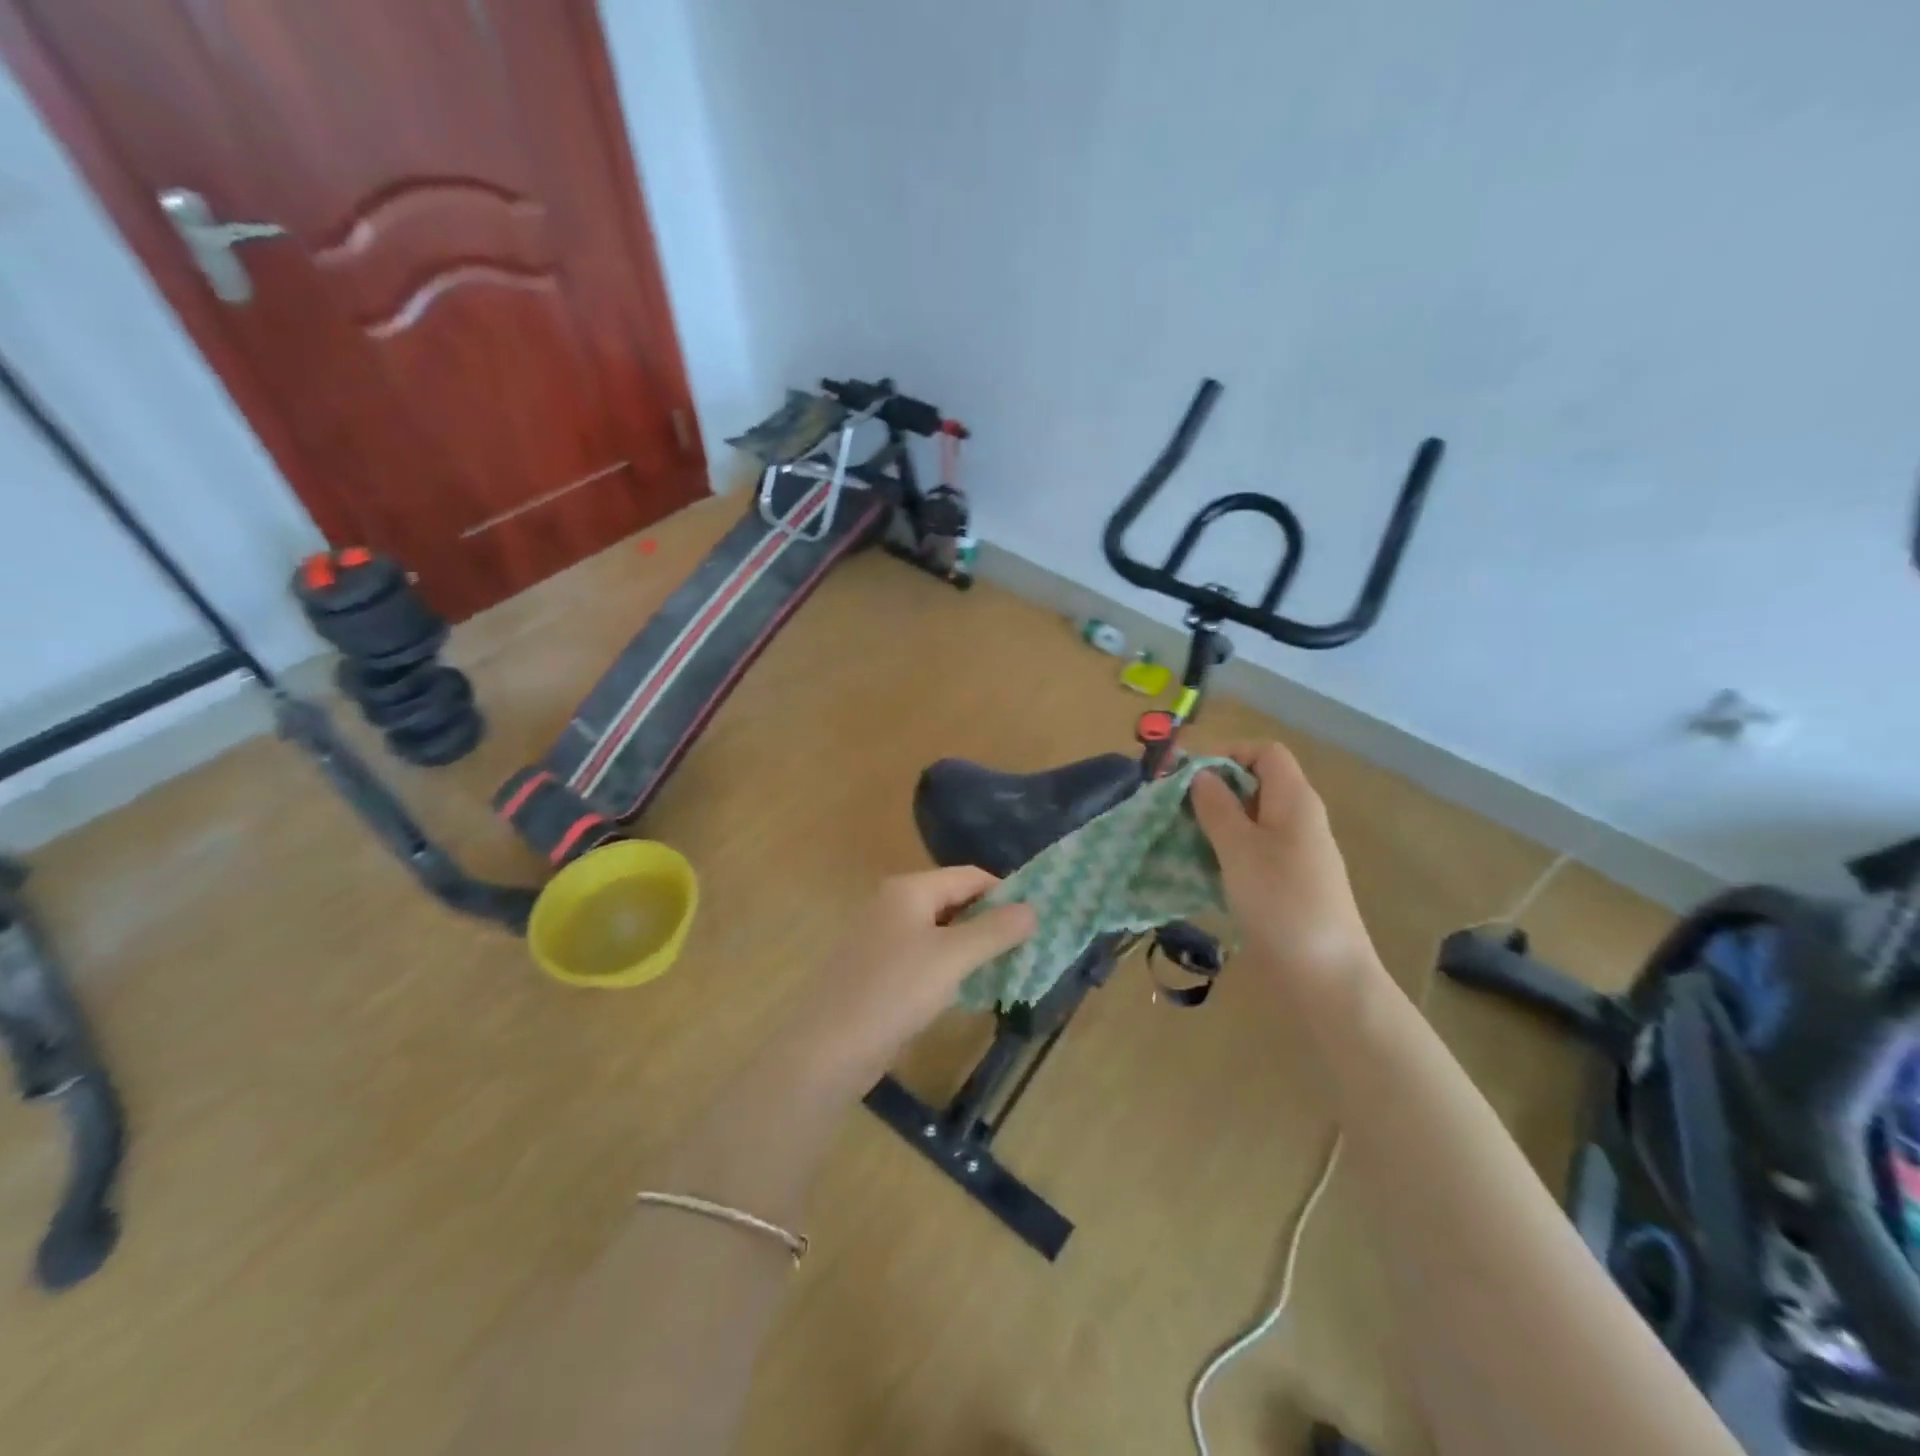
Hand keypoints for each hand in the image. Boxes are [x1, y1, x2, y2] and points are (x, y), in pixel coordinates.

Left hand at [780, 869, 1035, 1094]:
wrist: (828, 1049)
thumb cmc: (894, 991)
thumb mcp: (953, 958)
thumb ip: (995, 930)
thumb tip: (1033, 908)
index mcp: (909, 889)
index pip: (969, 876)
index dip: (1005, 893)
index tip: (1035, 921)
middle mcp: (893, 904)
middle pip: (954, 901)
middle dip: (990, 921)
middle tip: (1026, 948)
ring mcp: (882, 937)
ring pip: (940, 931)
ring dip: (972, 946)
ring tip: (1005, 969)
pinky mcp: (877, 970)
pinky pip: (924, 956)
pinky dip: (949, 966)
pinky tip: (967, 991)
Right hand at [1189, 741, 1378, 997]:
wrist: (1325, 977)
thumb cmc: (1281, 903)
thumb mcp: (1239, 848)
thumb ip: (1216, 807)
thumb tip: (1201, 775)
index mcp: (1295, 801)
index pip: (1265, 753)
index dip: (1227, 754)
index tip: (1187, 776)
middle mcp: (1298, 820)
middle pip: (1254, 785)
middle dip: (1212, 791)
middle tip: (1172, 809)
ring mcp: (1295, 854)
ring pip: (1249, 821)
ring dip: (1213, 824)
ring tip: (1178, 839)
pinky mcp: (1286, 884)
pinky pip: (1251, 852)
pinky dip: (1224, 852)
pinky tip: (1199, 871)